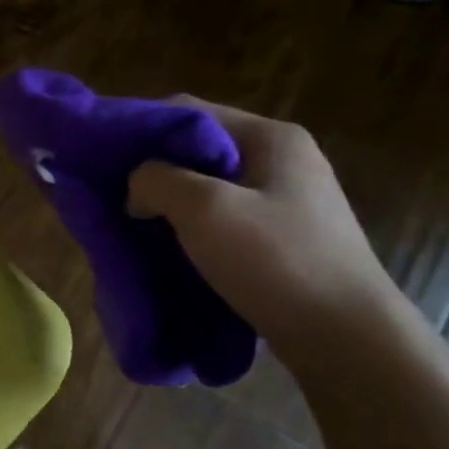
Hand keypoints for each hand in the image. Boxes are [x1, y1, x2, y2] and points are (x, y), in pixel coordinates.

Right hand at [126, 97, 401, 358]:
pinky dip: (189, 227)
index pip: (189, 111)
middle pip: (198, 149)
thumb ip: (157, 181)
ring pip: (207, 187)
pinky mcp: (282, 236)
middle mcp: (281, 160)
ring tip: (134, 225)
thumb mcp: (204, 209)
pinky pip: (221, 218)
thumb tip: (137, 187)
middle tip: (115, 197)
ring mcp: (285, 200)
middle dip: (152, 171)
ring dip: (168, 203)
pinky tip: (169, 248)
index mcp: (271, 138)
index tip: (102, 161)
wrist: (345, 337)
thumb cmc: (275, 261)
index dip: (140, 129)